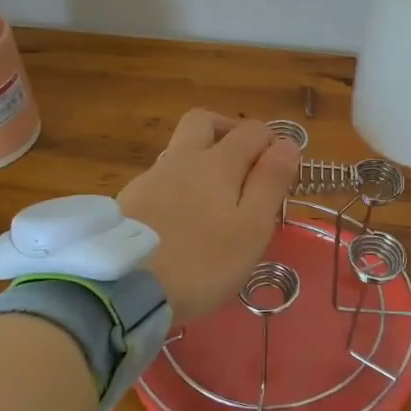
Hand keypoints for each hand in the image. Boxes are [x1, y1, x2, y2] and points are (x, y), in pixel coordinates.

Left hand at [118, 110, 301, 321]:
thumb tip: (288, 144)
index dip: (272, 143)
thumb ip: (270, 183)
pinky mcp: (128, 201)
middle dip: (229, 131)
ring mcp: (150, 178)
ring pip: (180, 151)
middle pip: (204, 122)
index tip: (281, 172)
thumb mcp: (251, 228)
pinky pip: (161, 179)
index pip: (252, 131)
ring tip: (215, 201)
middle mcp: (182, 158)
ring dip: (202, 160)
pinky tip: (182, 220)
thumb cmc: (201, 261)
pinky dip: (178, 186)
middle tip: (244, 163)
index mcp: (217, 162)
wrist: (122, 288)